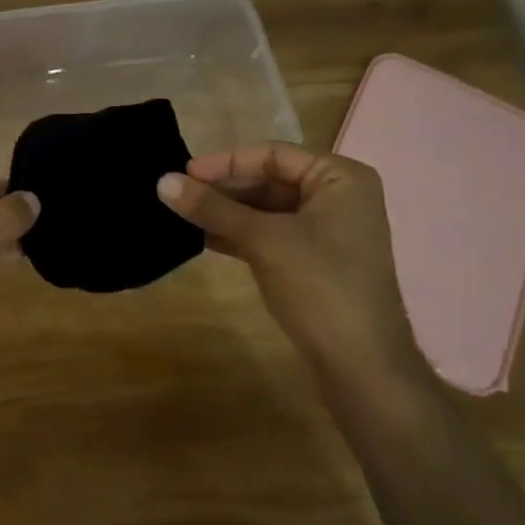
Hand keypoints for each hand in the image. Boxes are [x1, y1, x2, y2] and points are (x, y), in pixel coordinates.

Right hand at [156, 143, 420, 382]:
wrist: (363, 370)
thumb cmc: (320, 287)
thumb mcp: (263, 240)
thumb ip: (212, 208)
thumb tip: (161, 181)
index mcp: (340, 178)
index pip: (273, 155)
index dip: (226, 162)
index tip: (184, 173)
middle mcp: (338, 197)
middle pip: (269, 180)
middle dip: (223, 189)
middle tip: (179, 194)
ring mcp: (328, 232)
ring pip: (266, 209)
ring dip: (226, 212)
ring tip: (182, 214)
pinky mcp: (315, 261)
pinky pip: (270, 234)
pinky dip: (239, 234)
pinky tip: (202, 238)